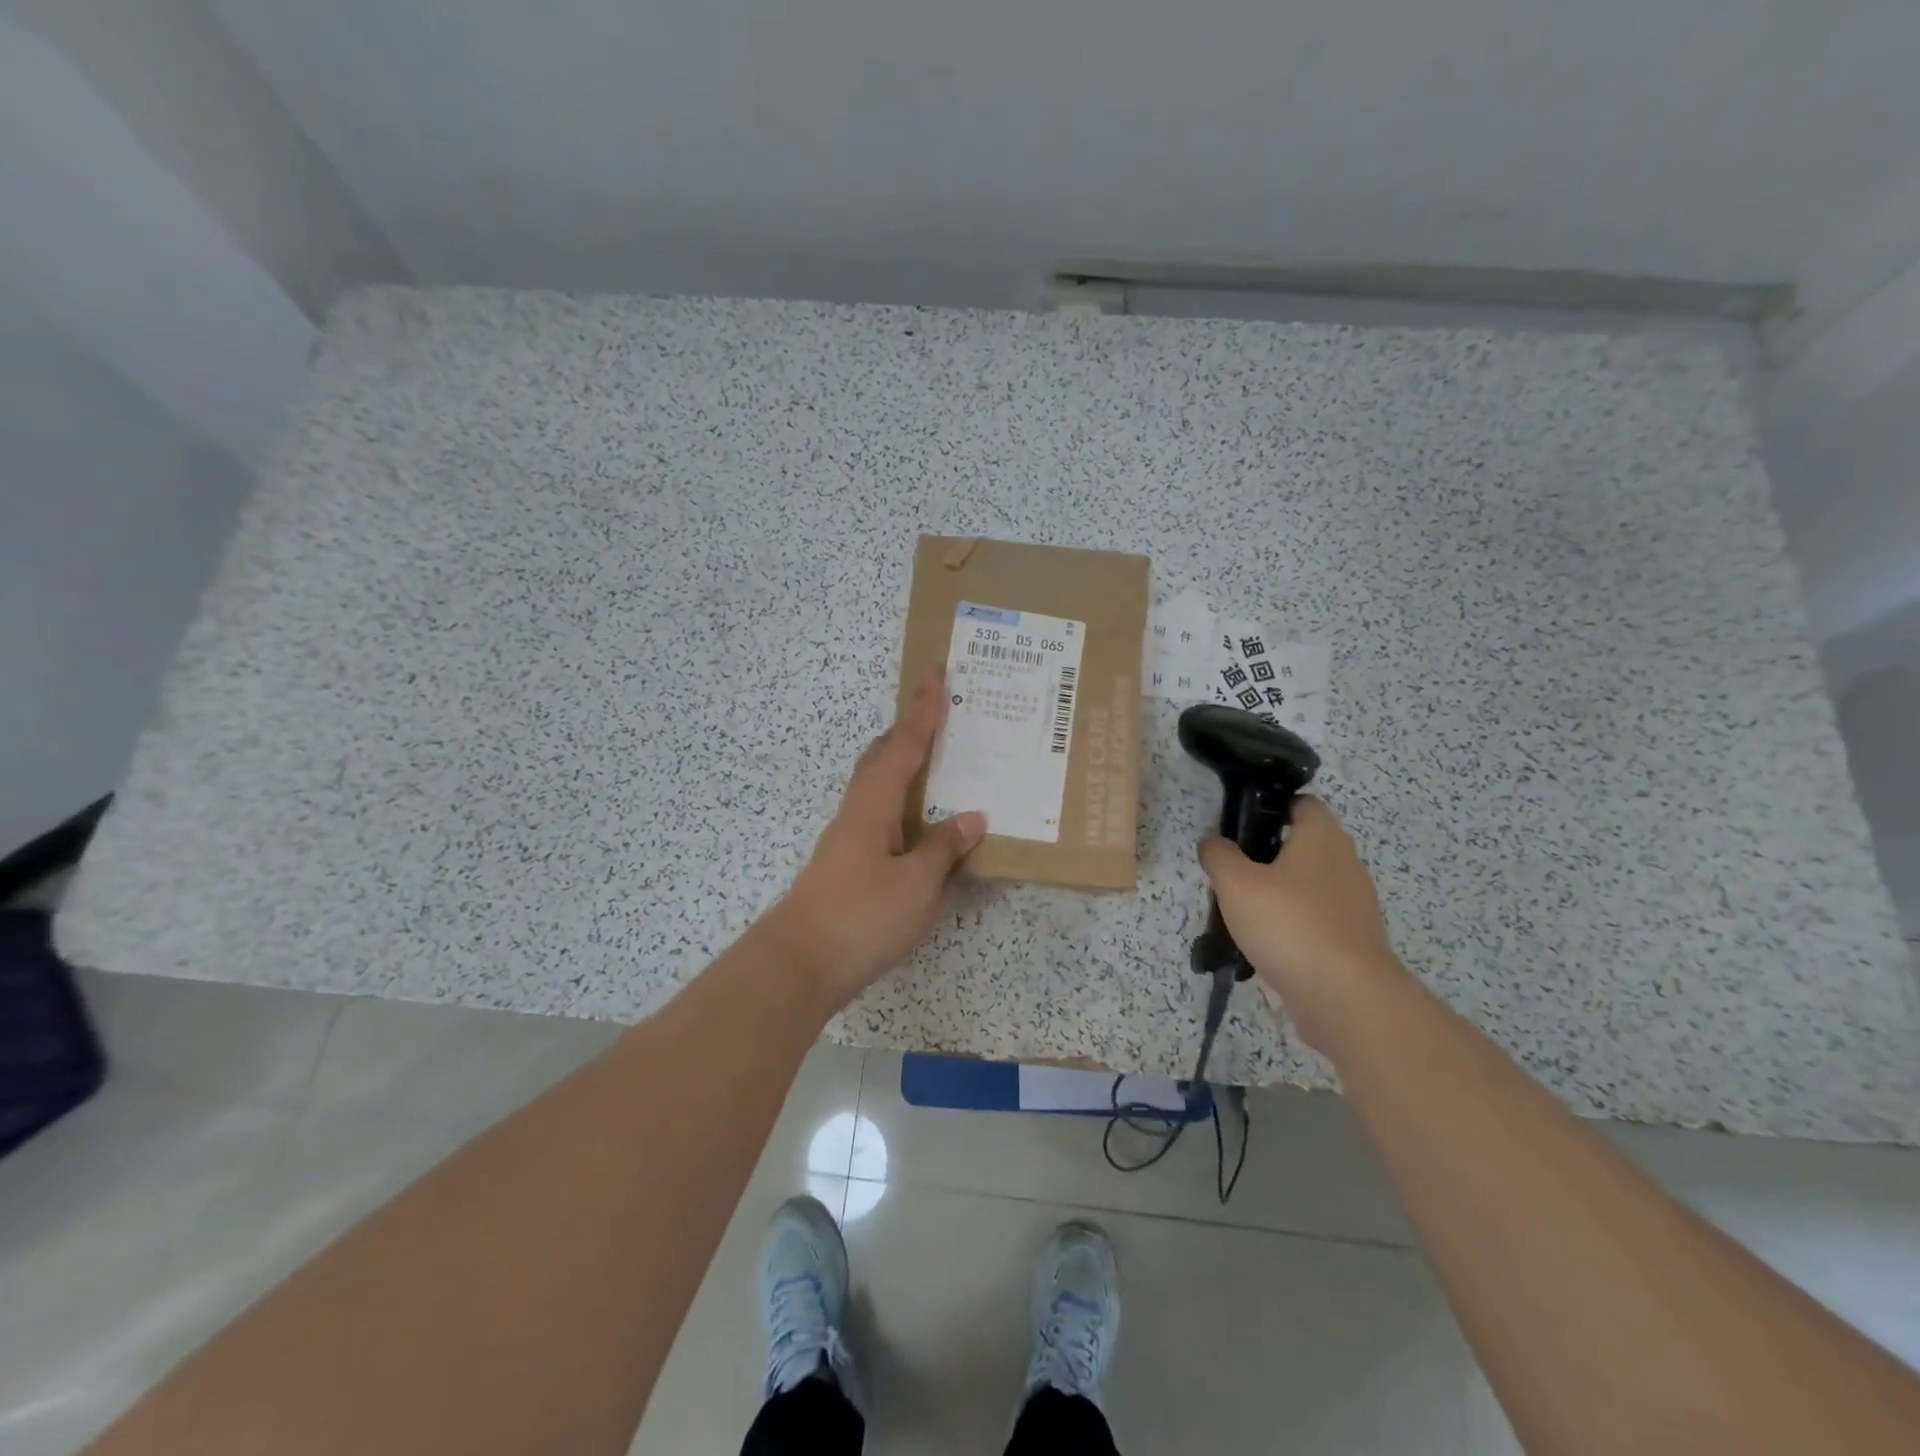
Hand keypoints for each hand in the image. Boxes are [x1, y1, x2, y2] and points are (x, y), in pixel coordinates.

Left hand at [761, 665, 986, 1009]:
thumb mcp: (917, 885)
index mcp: (875, 804)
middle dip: (910, 728)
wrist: (799, 965)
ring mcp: (849, 836)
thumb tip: (970, 817)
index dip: (923, 708)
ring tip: (938, 759)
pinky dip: (903, 799)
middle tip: (940, 711)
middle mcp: (858, 810)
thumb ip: (944, 848)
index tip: (935, 671)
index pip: (905, 744)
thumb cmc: (861, 918)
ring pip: (879, 783)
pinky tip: (920, 820)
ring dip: (905, 762)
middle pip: (883, 755)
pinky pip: (882, 812)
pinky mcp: (848, 861)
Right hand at [1197, 796, 1408, 1050]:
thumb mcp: (1235, 883)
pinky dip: (1291, 924)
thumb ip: (1218, 855)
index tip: (1239, 826)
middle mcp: (1345, 862)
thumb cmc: (1288, 923)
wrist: (1345, 996)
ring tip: (1240, 913)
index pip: (1301, 803)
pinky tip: (1265, 944)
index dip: (1270, 807)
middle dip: (1265, 856)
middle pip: (1301, 845)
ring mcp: (1353, 903)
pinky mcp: (1353, 939)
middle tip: (1231, 874)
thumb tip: (1214, 843)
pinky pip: (1315, 918)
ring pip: (1306, 884)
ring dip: (1276, 893)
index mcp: (1321, 837)